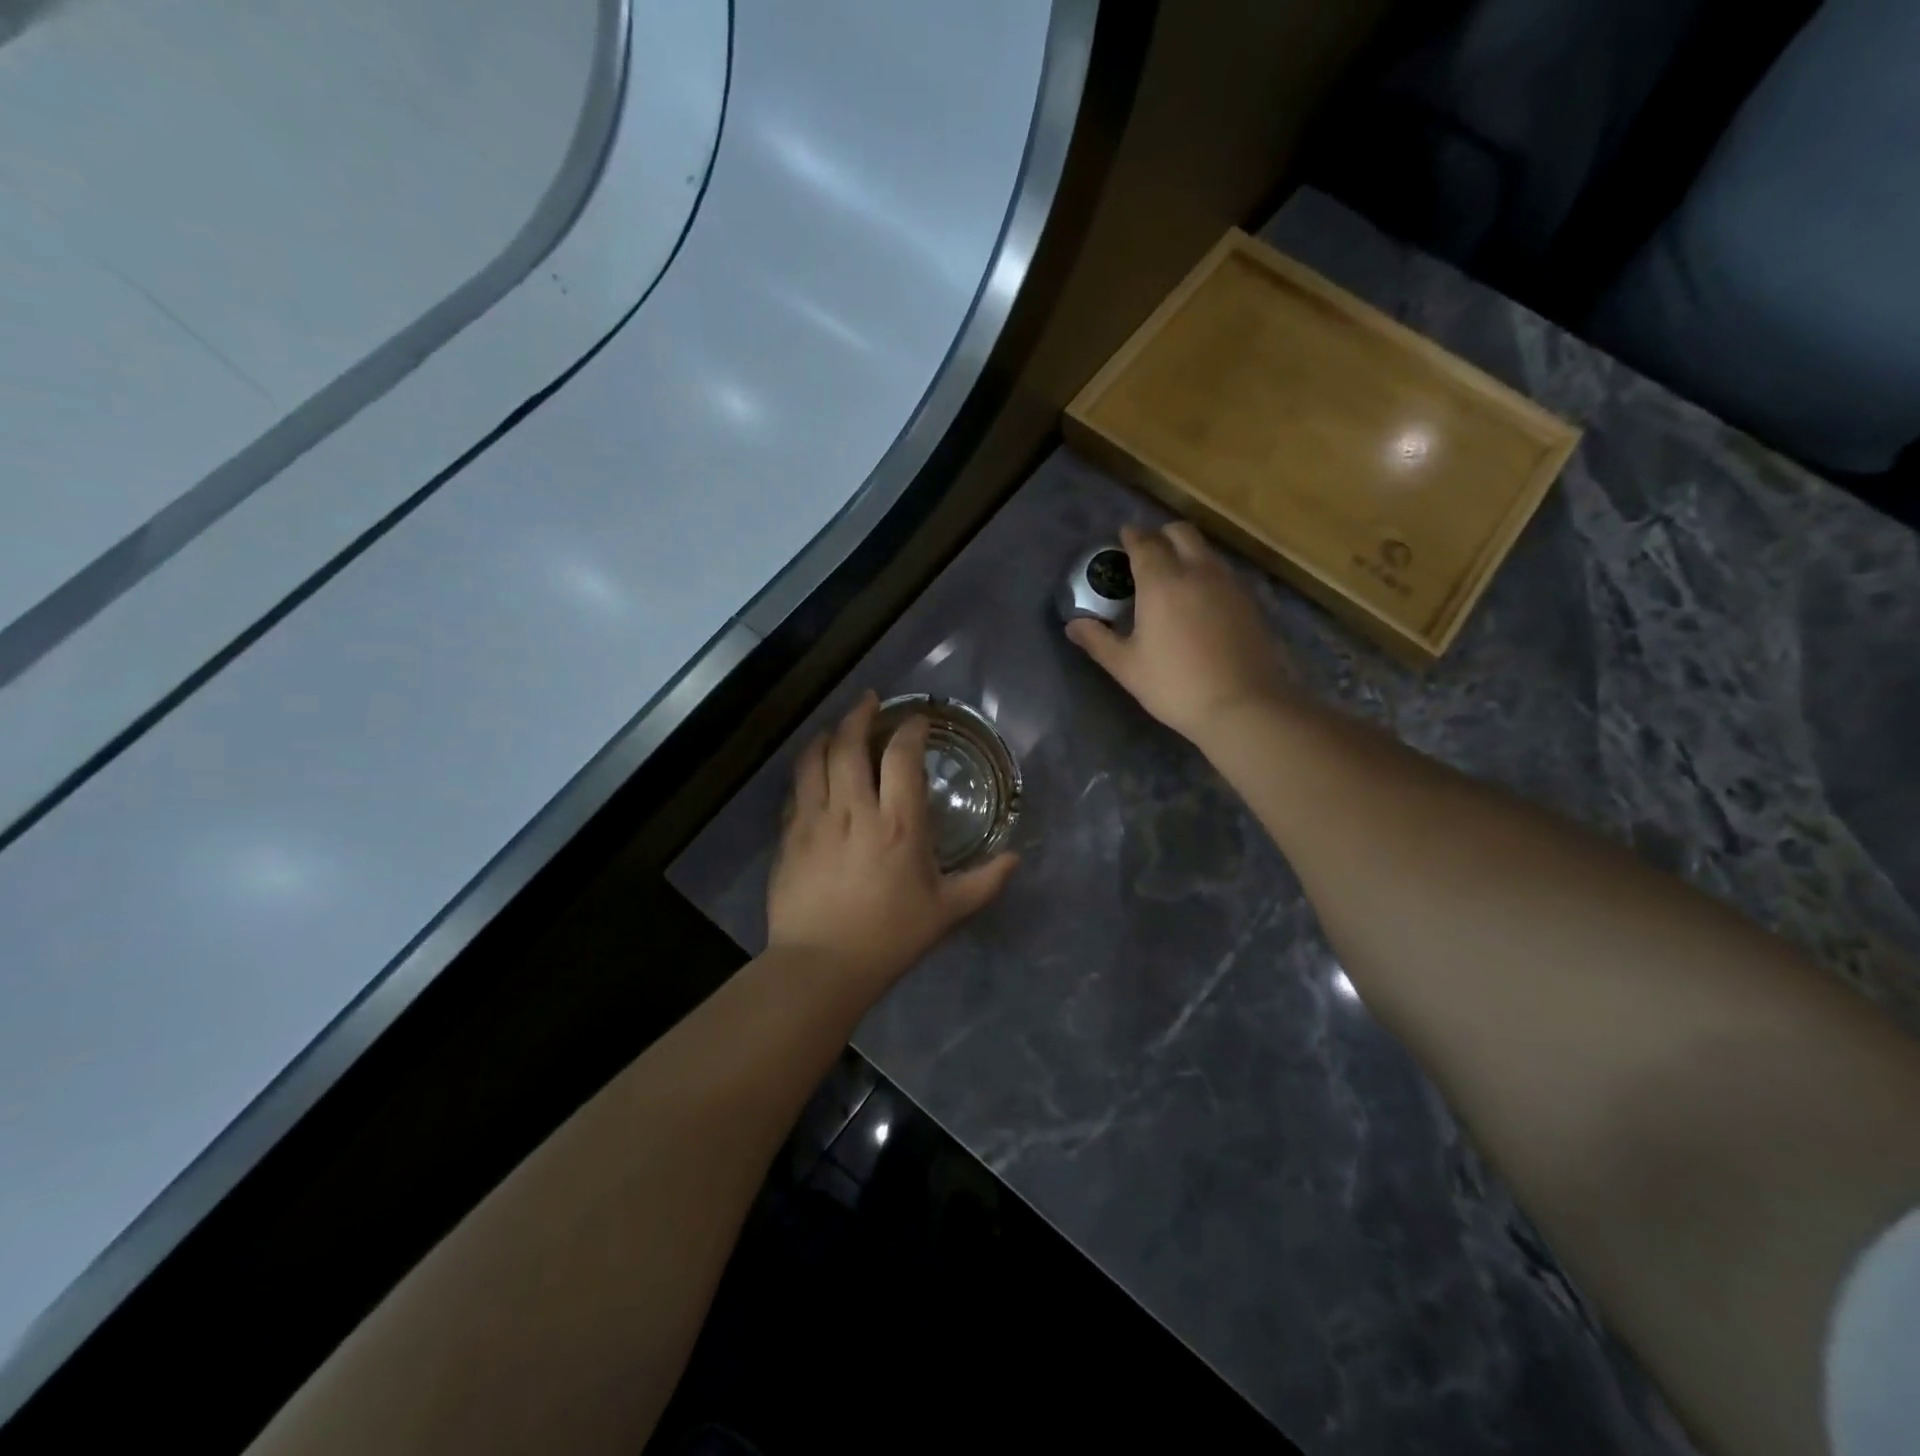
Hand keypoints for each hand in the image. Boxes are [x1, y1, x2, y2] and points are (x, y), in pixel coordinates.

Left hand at [767, 693, 1017, 996]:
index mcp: (899, 823)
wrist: (821, 965)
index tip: (917, 721)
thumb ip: (984, 882)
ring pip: (815, 759)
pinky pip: (796, 789)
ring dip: (826, 734)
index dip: (910, 730)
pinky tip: (811, 769)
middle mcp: (855, 810)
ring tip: (836, 726)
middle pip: (850, 744)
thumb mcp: (947, 911)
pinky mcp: (790, 836)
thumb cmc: (890, 936)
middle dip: (860, 714)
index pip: (902, 756)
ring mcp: (816, 820)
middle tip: (870, 701)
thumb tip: (1016, 859)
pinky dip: (805, 769)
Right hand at [1067, 522, 1294, 745]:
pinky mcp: (1249, 601)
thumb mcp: (1126, 666)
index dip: (1131, 537)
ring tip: (1171, 574)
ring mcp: (1228, 584)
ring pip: (1204, 550)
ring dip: (1185, 551)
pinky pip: (1222, 571)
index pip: (1144, 543)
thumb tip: (1072, 624)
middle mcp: (1197, 571)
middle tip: (1146, 552)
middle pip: (1180, 533)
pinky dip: (1205, 571)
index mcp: (1162, 582)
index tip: (1122, 537)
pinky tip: (1198, 598)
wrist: (1242, 705)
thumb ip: (1097, 640)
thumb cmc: (1175, 685)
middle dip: (1160, 535)